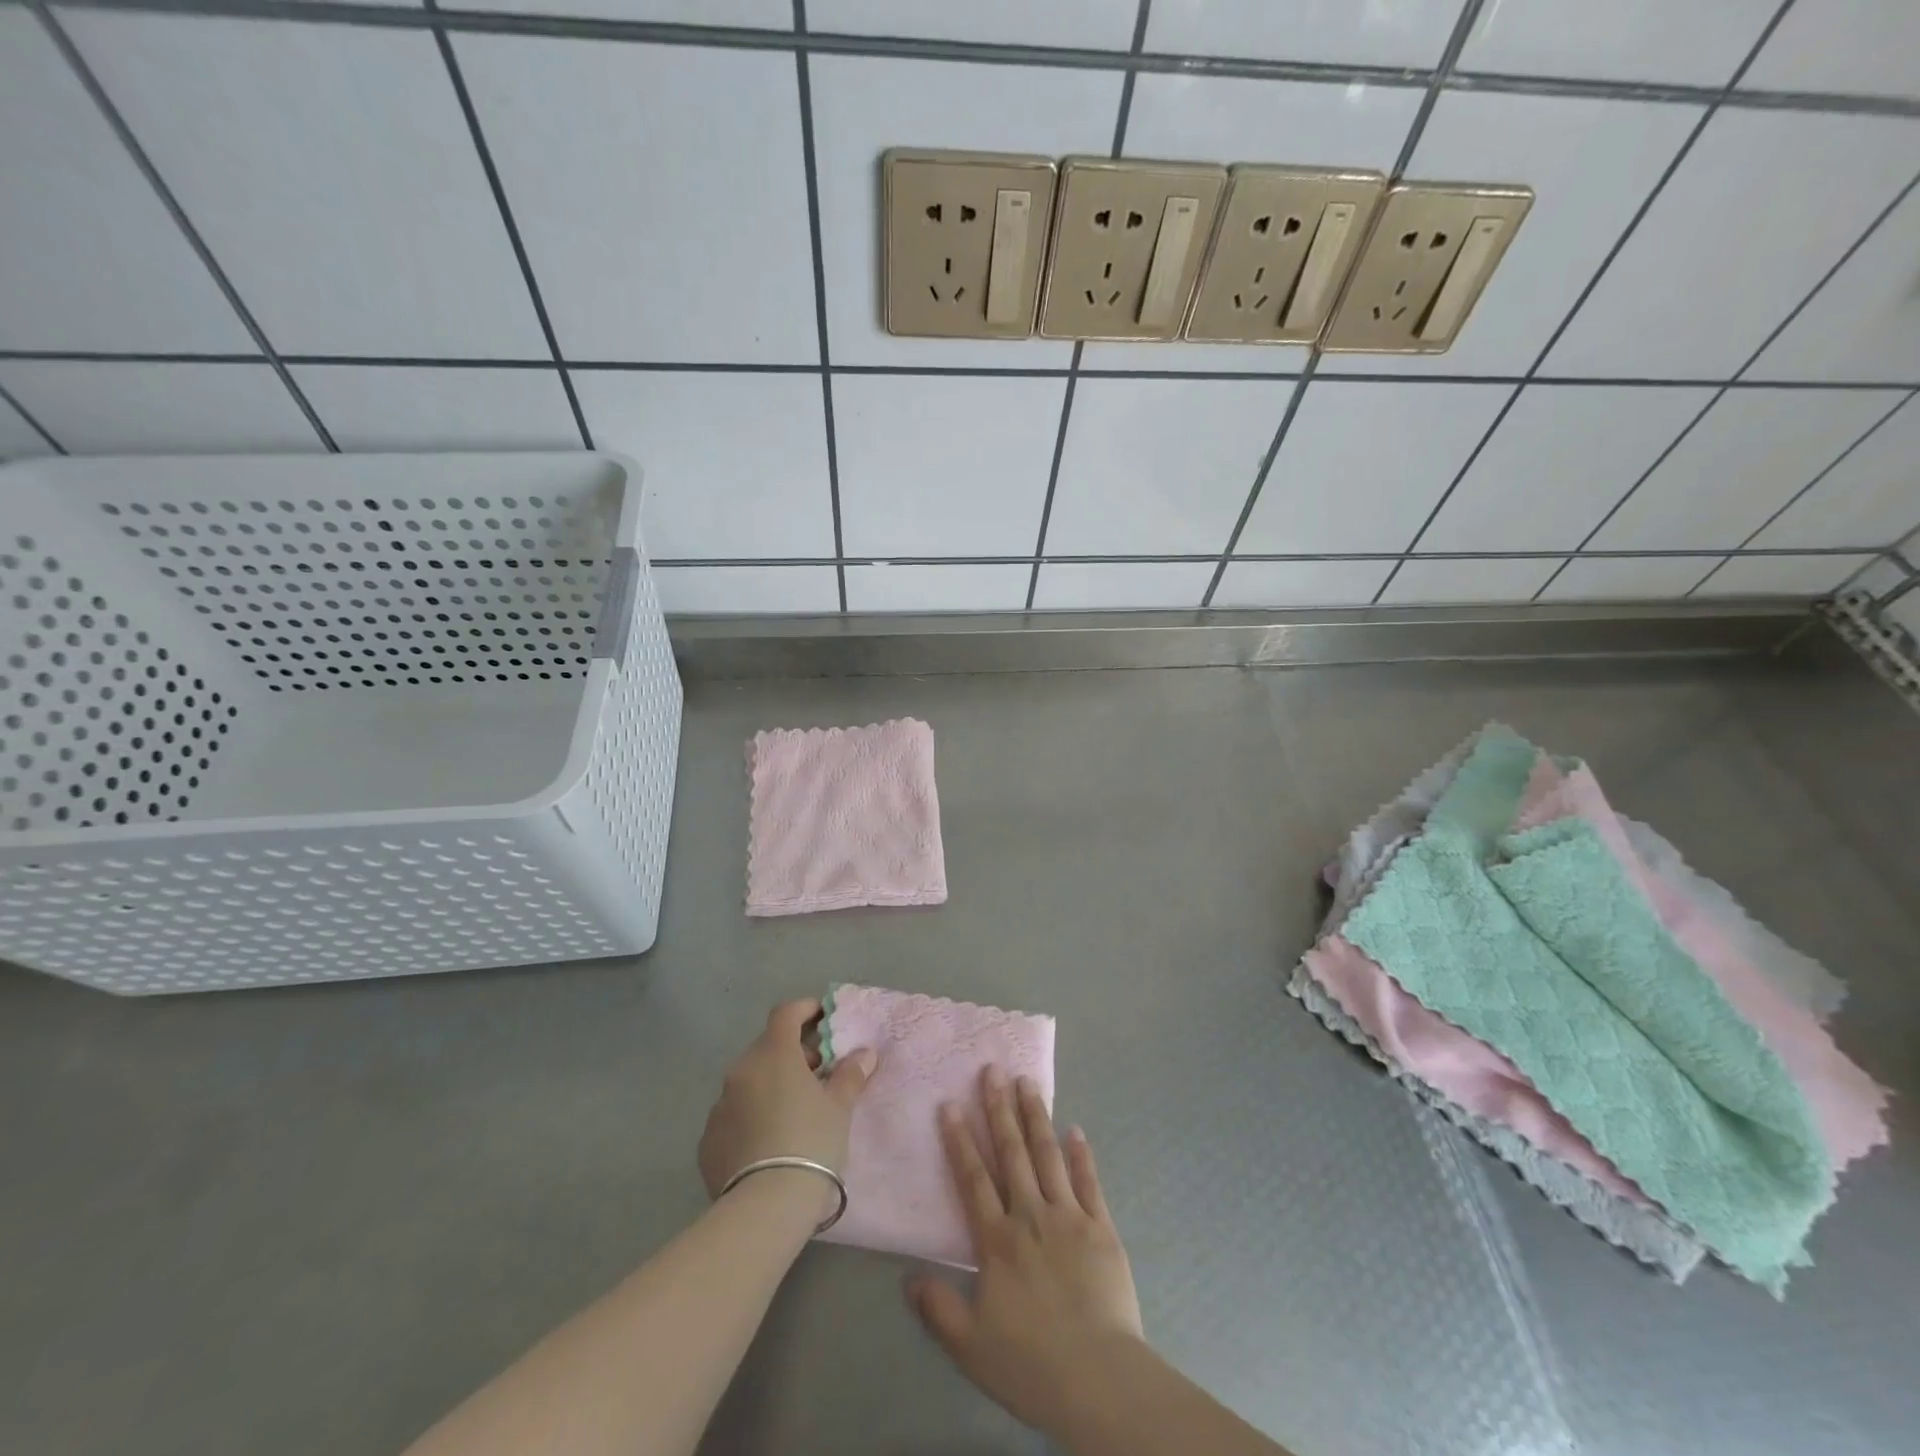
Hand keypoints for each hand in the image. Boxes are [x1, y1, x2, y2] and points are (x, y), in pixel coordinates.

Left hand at [698, 999, 876, 1220]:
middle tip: (816, 1074)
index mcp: (773, 1054)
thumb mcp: (839, 1107)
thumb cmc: (811, 1142)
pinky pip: (733, 1115)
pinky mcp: (707, 1141)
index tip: (821, 1016)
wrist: (765, 1207)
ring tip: (793, 1112)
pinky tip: (768, 1142)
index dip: (804, 1010)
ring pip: (748, 1082)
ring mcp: (719, 1106)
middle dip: (791, 1054)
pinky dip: (751, 1116)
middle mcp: (741, 1071)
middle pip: (767, 1048)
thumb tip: (864, 1054)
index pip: (785, 1014)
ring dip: (769, 1086)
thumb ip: (850, 1075)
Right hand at [907, 1067, 1143, 1435]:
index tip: (950, 1104)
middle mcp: (1030, 1215)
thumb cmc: (1030, 1362)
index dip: (959, 1139)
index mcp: (997, 1240)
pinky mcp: (1101, 1227)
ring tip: (1027, 1082)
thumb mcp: (970, 1346)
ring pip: (1048, 1155)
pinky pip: (1089, 1182)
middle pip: (1012, 1152)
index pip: (973, 1178)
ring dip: (1036, 1116)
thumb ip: (938, 1307)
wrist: (1099, 1378)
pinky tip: (1075, 1129)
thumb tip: (908, 1276)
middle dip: (999, 1109)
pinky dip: (1081, 1154)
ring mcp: (1069, 1216)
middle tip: (993, 1070)